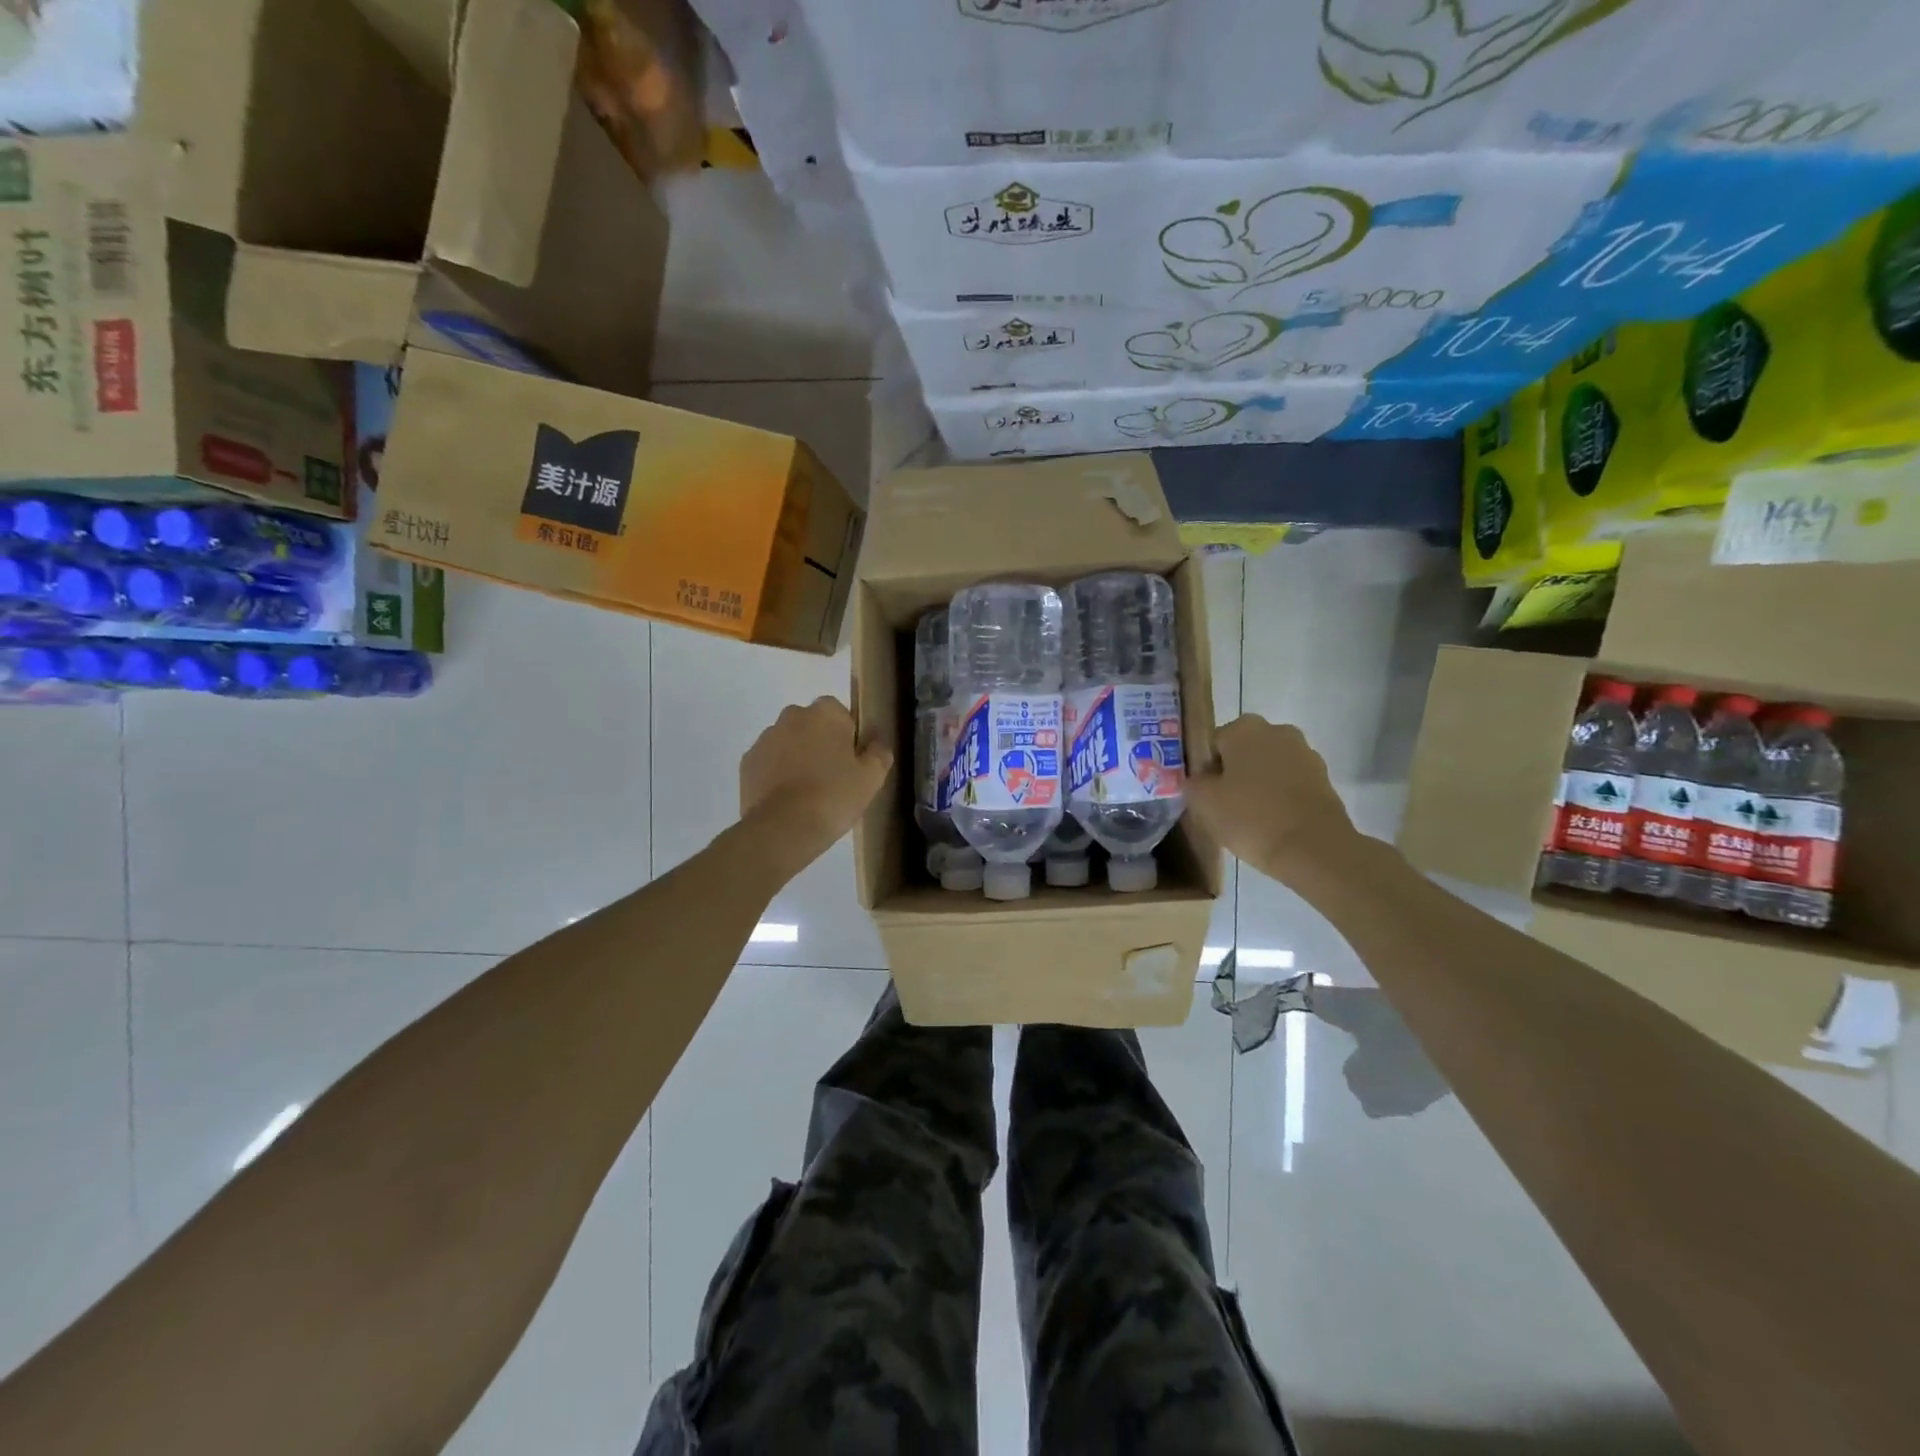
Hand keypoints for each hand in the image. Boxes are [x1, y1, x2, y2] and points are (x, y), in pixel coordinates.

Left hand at [740, 696, 891, 879]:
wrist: (783, 828)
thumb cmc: (834, 796)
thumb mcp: (871, 778)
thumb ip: (878, 753)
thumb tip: (877, 744)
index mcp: (825, 713)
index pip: (840, 713)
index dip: (847, 736)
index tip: (851, 761)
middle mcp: (792, 716)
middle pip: (811, 725)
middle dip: (819, 742)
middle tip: (831, 776)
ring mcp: (765, 738)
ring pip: (788, 742)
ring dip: (796, 757)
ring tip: (807, 791)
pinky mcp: (747, 762)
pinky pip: (769, 761)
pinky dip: (776, 773)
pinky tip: (787, 799)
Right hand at [1186, 715, 1357, 881]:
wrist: (1314, 849)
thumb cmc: (1251, 818)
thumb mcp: (1203, 802)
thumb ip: (1193, 783)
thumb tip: (1199, 780)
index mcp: (1244, 728)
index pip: (1213, 744)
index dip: (1206, 770)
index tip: (1206, 796)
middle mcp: (1277, 731)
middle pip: (1243, 752)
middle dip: (1234, 774)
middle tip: (1225, 807)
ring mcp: (1305, 753)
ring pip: (1269, 767)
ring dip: (1259, 785)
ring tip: (1251, 819)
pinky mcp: (1324, 779)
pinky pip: (1291, 784)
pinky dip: (1281, 797)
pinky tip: (1274, 823)